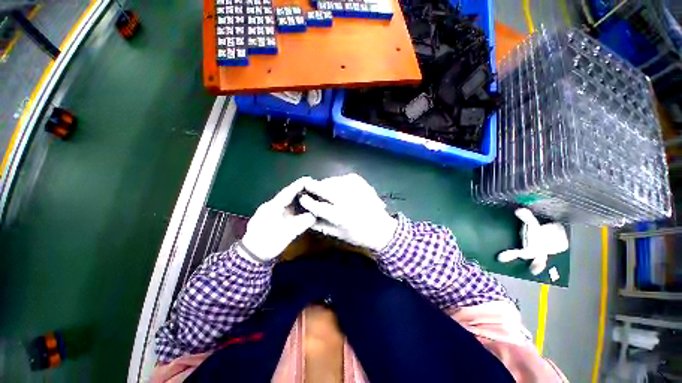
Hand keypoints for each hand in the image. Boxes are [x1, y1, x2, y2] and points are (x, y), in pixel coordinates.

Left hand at [240, 177, 316, 261]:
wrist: (251, 255)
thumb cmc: (269, 242)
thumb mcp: (288, 233)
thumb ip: (302, 222)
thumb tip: (314, 215)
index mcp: (273, 206)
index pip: (288, 191)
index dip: (299, 184)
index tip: (310, 179)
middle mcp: (270, 206)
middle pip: (287, 195)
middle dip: (300, 191)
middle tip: (313, 189)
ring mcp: (269, 211)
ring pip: (285, 202)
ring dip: (297, 199)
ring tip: (309, 197)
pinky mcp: (270, 218)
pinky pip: (284, 208)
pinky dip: (293, 207)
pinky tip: (300, 209)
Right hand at [299, 173, 397, 251]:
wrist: (381, 228)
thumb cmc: (358, 234)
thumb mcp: (337, 234)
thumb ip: (320, 225)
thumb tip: (306, 214)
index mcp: (341, 217)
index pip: (318, 206)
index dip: (307, 201)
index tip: (302, 198)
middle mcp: (348, 200)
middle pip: (325, 189)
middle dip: (313, 186)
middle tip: (307, 185)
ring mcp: (355, 189)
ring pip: (333, 181)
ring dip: (325, 183)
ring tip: (323, 188)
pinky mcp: (362, 183)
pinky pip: (344, 178)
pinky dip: (337, 181)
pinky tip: (338, 186)